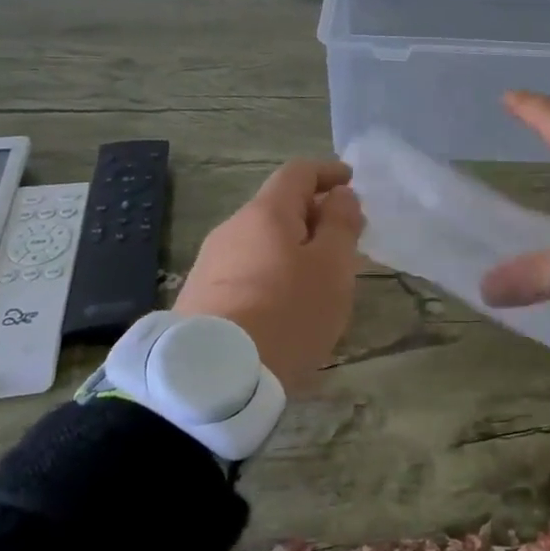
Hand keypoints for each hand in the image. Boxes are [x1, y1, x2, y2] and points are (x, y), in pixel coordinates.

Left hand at [173, 159, 364, 396]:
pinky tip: (285, 305)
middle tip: (344, 241)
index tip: (351, 182)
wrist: (212, 378)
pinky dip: (274, 273)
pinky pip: (247, 271)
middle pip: (278, 208)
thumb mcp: (332, 267)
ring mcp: (210, 264)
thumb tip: (340, 195)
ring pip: (262, 242)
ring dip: (294, 249)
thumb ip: (341, 225)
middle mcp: (232, 228)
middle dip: (314, 216)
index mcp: (265, 213)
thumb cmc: (286, 313)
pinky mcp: (199, 298)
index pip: (298, 172)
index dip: (328, 172)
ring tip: (319, 280)